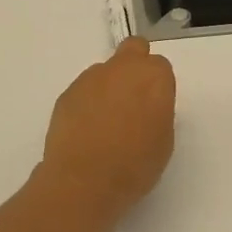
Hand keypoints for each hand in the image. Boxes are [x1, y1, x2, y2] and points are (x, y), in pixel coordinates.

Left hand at [38, 37, 177, 224]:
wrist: (83, 181)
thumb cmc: (135, 165)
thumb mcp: (164, 140)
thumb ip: (158, 111)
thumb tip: (145, 107)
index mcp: (153, 77)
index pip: (160, 66)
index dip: (158, 85)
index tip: (154, 107)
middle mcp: (122, 68)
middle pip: (133, 50)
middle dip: (135, 66)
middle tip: (133, 99)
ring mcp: (90, 79)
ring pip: (105, 71)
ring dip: (109, 86)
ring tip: (105, 122)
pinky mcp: (67, 94)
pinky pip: (84, 90)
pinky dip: (87, 102)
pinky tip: (86, 130)